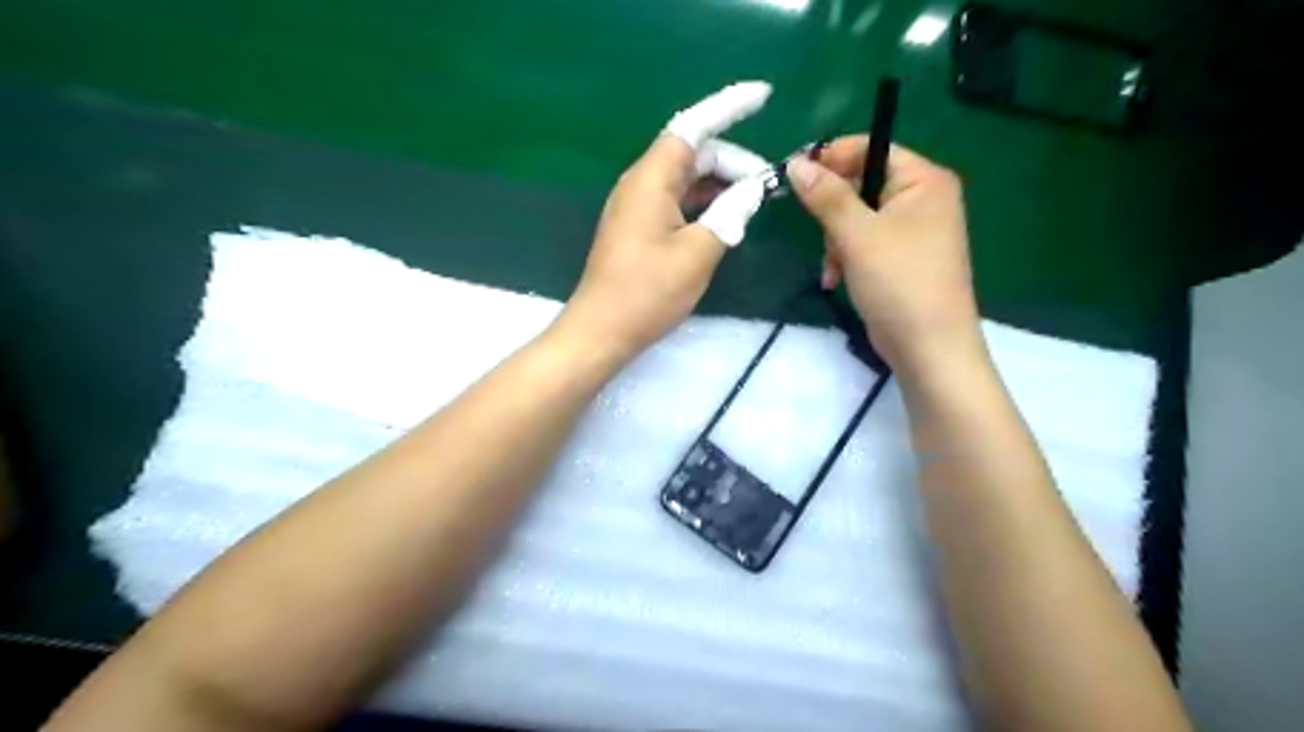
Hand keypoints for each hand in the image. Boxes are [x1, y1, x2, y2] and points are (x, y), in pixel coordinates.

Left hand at [559, 81, 771, 360]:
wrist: (602, 330)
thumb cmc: (648, 292)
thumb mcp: (698, 252)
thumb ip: (730, 214)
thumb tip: (753, 189)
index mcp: (651, 179)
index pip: (693, 127)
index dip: (729, 107)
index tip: (765, 96)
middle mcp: (641, 183)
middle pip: (693, 154)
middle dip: (733, 163)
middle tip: (767, 190)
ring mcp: (637, 206)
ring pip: (687, 180)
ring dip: (720, 186)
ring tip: (753, 206)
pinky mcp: (638, 228)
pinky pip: (677, 202)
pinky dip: (704, 205)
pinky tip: (725, 222)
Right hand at [784, 136, 977, 368]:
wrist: (928, 346)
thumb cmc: (898, 281)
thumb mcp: (856, 235)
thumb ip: (826, 196)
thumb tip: (796, 163)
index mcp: (924, 180)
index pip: (871, 149)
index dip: (832, 158)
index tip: (793, 174)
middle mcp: (923, 199)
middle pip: (862, 185)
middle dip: (834, 213)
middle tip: (819, 233)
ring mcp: (914, 231)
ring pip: (858, 218)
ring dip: (836, 241)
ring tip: (833, 268)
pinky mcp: (902, 259)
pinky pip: (865, 243)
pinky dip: (847, 258)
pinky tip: (836, 280)